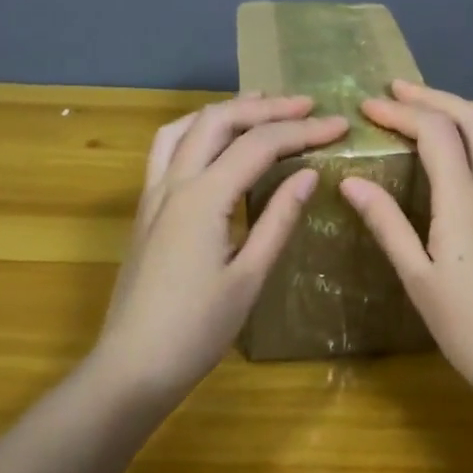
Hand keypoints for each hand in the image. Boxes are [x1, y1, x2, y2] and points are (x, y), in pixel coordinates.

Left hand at [91, 94, 348, 399]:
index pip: (259, 145)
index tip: (339, 125)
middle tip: (306, 106)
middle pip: (218, 121)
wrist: (132, 366)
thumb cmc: (197, 329)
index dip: (303, 130)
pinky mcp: (146, 209)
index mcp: (203, 198)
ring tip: (260, 106)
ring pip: (185, 127)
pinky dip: (196, 130)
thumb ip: (278, 220)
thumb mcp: (249, 277)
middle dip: (265, 108)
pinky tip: (214, 143)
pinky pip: (167, 149)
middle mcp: (173, 183)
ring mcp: (153, 194)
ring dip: (225, 111)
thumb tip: (308, 174)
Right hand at [340, 81, 472, 399]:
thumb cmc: (468, 329)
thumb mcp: (417, 279)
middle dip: (434, 97)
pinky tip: (462, 168)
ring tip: (427, 119)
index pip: (435, 132)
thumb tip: (352, 182)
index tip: (368, 107)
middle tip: (398, 92)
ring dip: (461, 118)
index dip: (401, 112)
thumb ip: (387, 224)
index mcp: (464, 202)